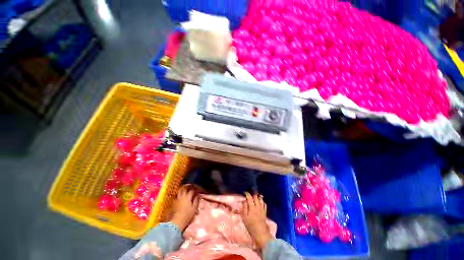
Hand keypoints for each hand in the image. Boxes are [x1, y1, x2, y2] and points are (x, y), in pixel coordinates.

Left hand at [170, 185, 198, 231]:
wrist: (176, 222)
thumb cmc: (187, 216)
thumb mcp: (194, 209)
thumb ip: (196, 201)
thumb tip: (198, 196)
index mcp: (188, 197)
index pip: (191, 191)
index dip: (194, 190)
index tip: (196, 190)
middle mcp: (182, 196)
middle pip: (184, 188)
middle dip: (187, 186)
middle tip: (190, 186)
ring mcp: (176, 199)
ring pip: (179, 191)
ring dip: (182, 189)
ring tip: (184, 189)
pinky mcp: (173, 203)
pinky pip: (176, 196)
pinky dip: (178, 195)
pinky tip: (180, 197)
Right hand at [241, 192, 272, 250]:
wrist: (261, 233)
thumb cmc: (251, 226)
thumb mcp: (245, 218)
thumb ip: (244, 208)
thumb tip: (244, 201)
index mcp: (252, 207)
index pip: (249, 198)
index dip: (247, 194)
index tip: (245, 192)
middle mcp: (257, 206)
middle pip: (256, 197)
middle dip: (253, 193)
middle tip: (251, 192)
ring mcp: (262, 209)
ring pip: (261, 200)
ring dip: (258, 196)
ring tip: (256, 195)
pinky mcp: (265, 212)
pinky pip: (264, 204)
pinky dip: (262, 202)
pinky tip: (261, 202)